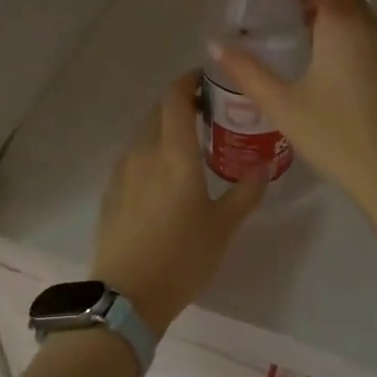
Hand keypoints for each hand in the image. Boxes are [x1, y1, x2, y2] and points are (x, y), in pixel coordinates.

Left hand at [90, 72, 267, 334]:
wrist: (126, 297)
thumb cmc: (182, 257)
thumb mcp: (224, 227)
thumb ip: (246, 192)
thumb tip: (264, 165)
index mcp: (174, 153)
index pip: (175, 98)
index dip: (188, 81)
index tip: (206, 80)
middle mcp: (145, 152)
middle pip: (158, 112)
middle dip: (180, 104)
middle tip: (206, 114)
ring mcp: (123, 171)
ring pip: (144, 133)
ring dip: (163, 128)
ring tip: (187, 144)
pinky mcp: (111, 191)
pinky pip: (132, 156)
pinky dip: (150, 151)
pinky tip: (163, 175)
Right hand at [211, 0, 376, 223]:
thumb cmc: (336, 136)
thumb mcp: (283, 104)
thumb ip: (247, 71)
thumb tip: (215, 45)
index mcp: (344, 24)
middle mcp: (371, 25)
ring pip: (357, 7)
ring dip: (329, 5)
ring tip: (295, 24)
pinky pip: (367, 28)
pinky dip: (344, 24)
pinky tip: (322, 54)